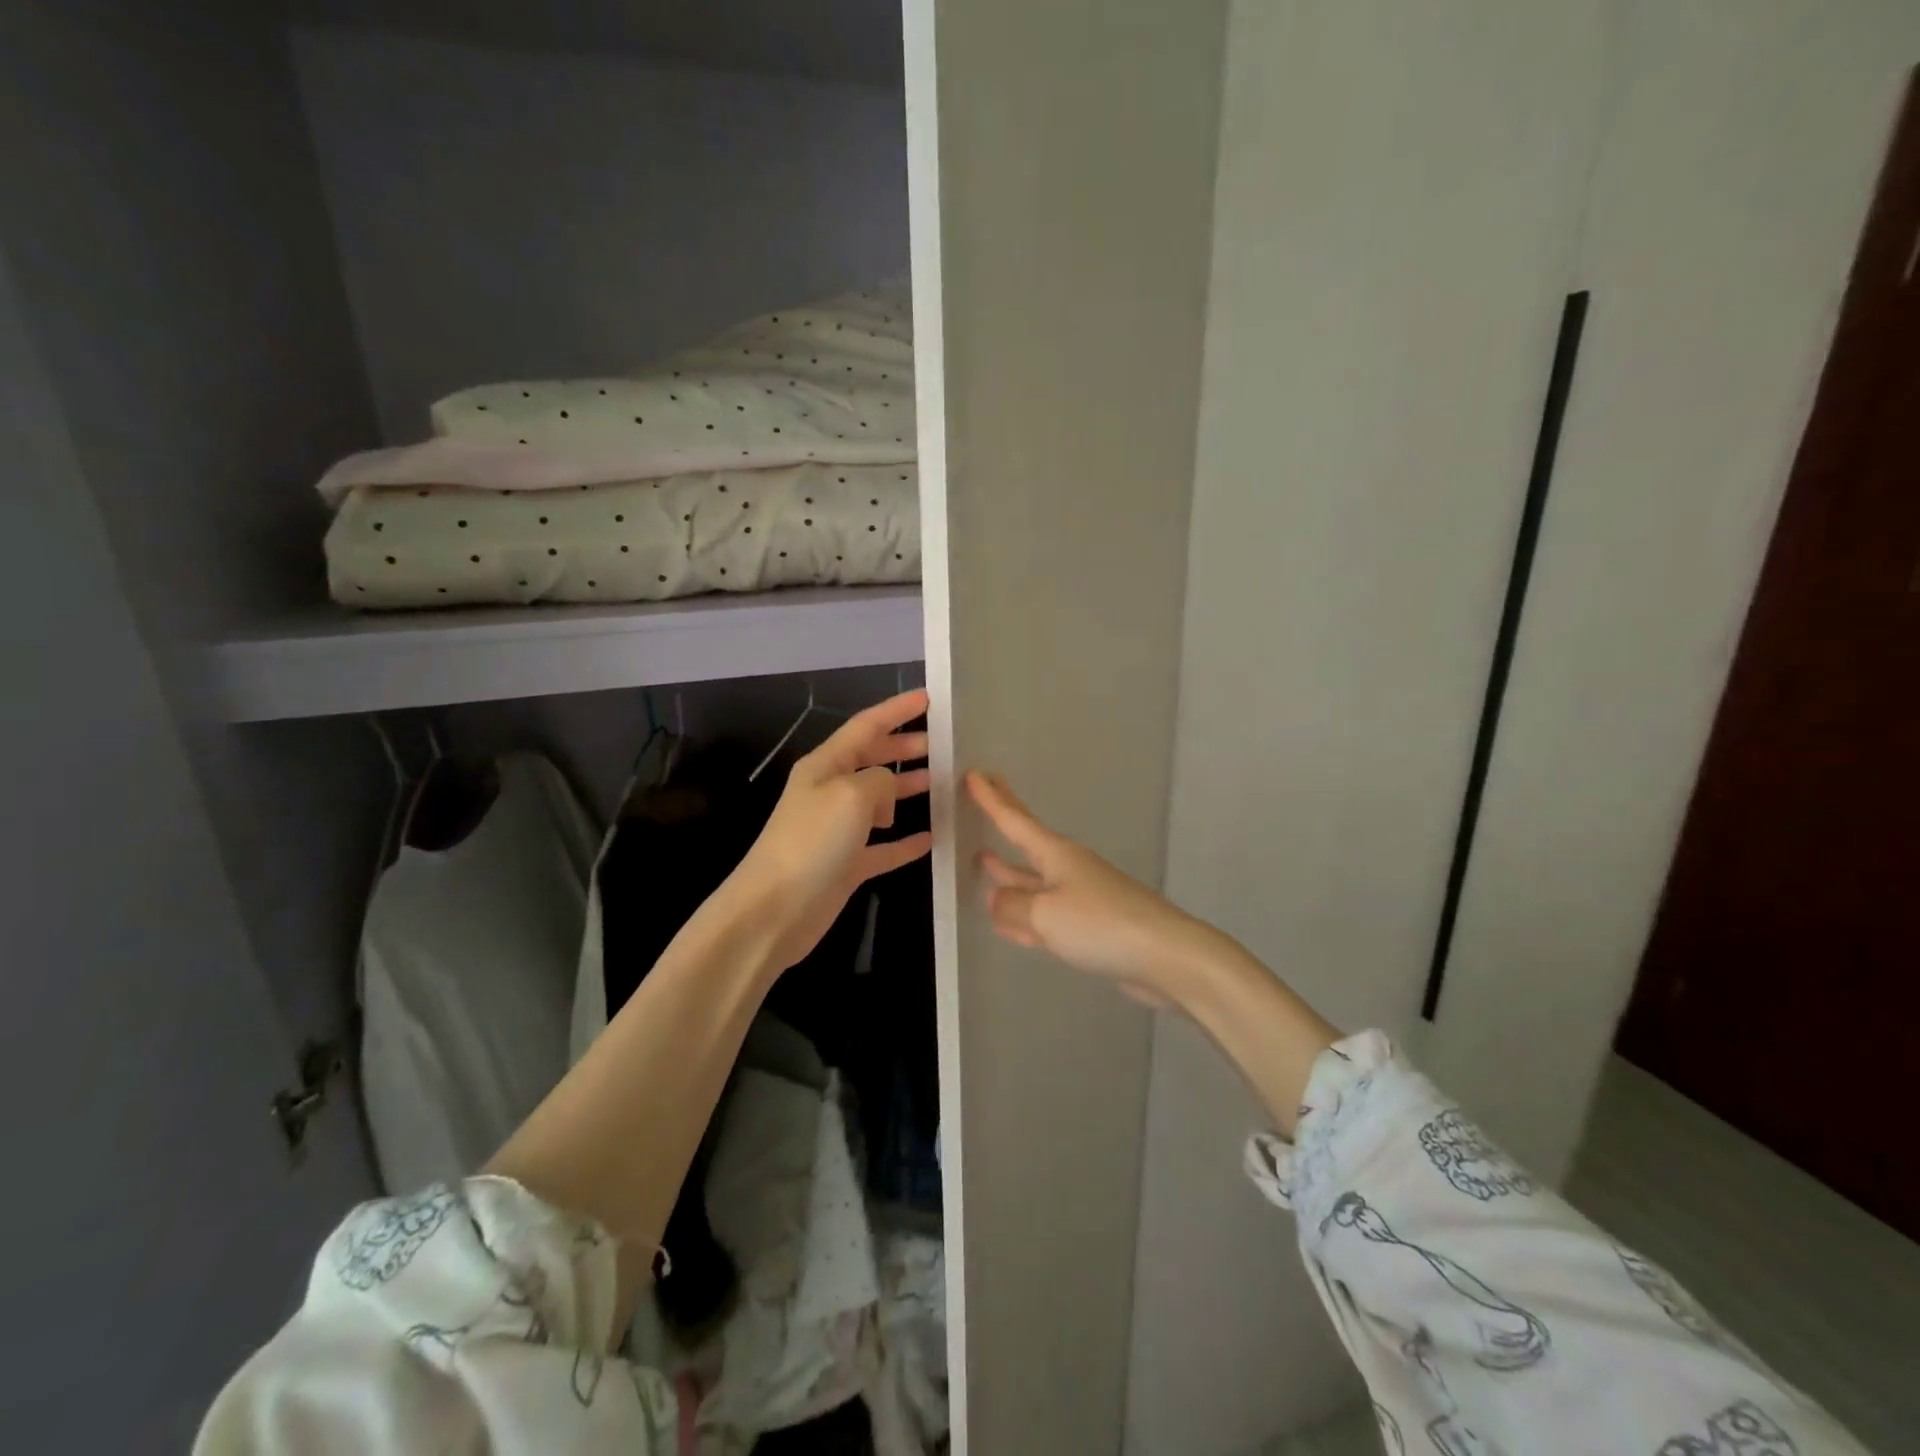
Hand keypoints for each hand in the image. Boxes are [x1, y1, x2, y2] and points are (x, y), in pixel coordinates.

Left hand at [730, 689, 933, 970]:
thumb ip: (880, 780)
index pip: (866, 726)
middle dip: (905, 748)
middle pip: (873, 760)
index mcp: (826, 766)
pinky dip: (906, 841)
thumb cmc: (812, 842)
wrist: (774, 911)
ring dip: (909, 790)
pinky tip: (932, 838)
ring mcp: (838, 830)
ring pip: (881, 801)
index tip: (929, 697)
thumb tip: (889, 791)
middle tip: (942, 743)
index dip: (896, 710)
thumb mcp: (851, 795)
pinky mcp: (846, 865)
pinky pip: (883, 846)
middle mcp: (830, 792)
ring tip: (943, 783)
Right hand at [966, 771, 1201, 1005]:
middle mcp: (1067, 869)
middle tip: (986, 792)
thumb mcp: (1044, 913)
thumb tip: (995, 899)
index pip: (1014, 820)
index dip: (991, 799)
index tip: (974, 774)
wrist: (1165, 956)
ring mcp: (1080, 897)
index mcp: (1056, 855)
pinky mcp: (1089, 927)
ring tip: (984, 858)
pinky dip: (1023, 913)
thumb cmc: (1101, 924)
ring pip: (1033, 880)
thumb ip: (1011, 905)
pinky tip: (1007, 921)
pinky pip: (1044, 914)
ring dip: (1009, 870)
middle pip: (1027, 840)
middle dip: (1005, 818)